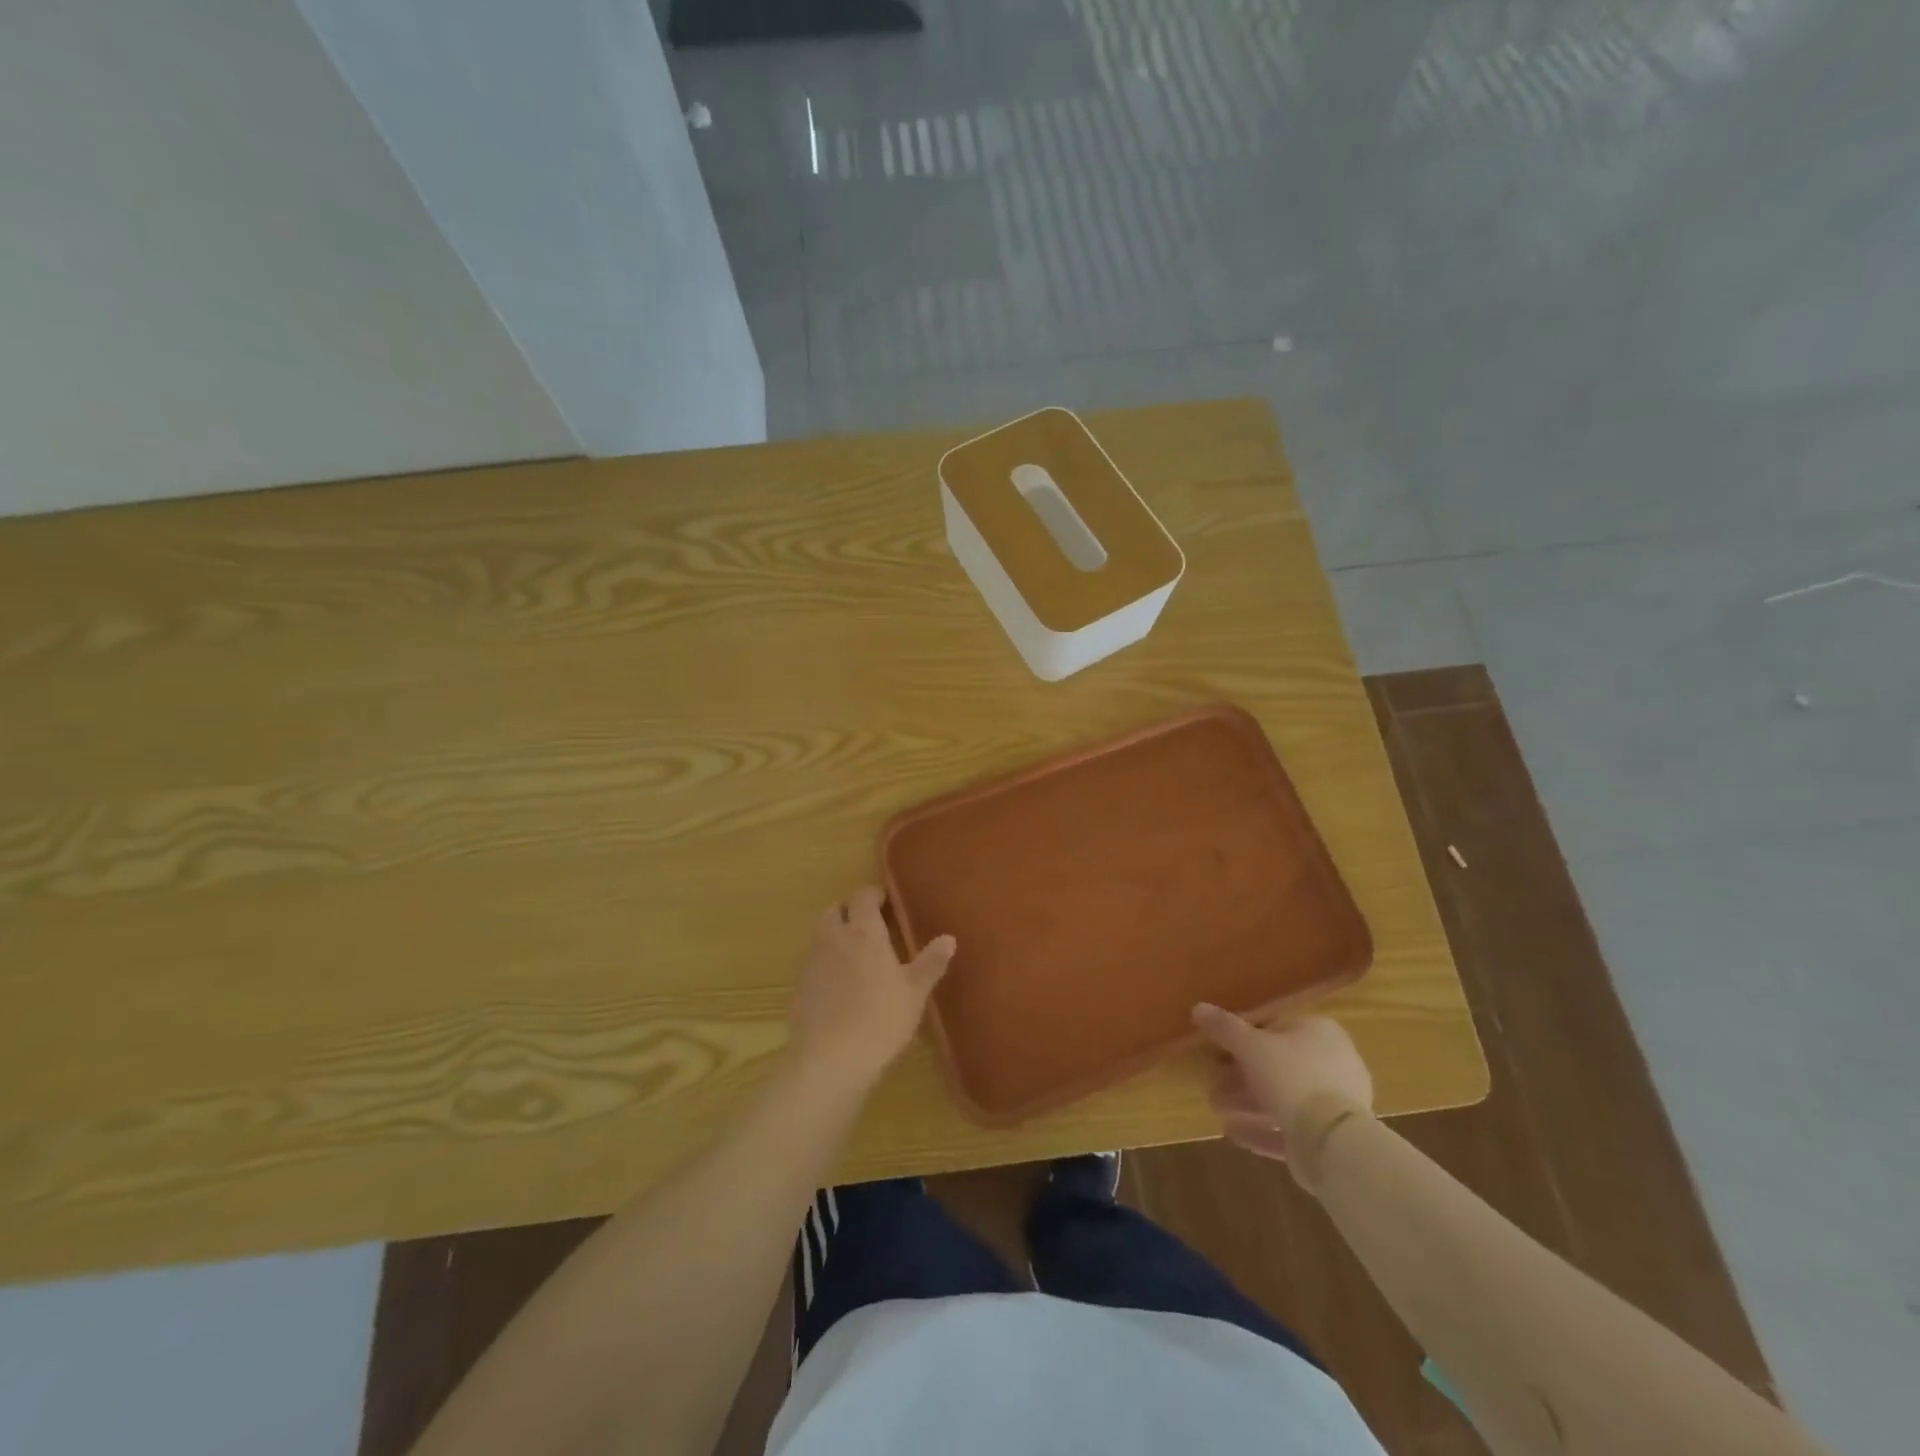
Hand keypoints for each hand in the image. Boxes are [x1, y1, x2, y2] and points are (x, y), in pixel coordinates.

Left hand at [787, 886, 955, 1091]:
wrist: (829, 1061)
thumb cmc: (880, 1020)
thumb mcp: (915, 992)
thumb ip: (931, 962)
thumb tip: (949, 938)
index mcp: (863, 932)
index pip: (862, 896)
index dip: (873, 895)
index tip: (886, 903)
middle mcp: (833, 939)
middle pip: (834, 910)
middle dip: (849, 911)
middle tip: (869, 925)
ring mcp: (812, 963)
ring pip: (820, 935)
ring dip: (834, 935)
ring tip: (855, 955)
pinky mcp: (798, 988)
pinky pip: (812, 963)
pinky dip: (825, 963)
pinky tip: (839, 987)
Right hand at [1191, 1007, 1372, 1182]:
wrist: (1334, 1143)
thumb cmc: (1293, 1078)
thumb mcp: (1251, 1045)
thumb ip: (1224, 1027)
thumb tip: (1198, 1008)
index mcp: (1319, 1032)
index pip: (1275, 1028)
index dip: (1242, 1038)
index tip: (1217, 1050)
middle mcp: (1333, 1063)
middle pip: (1276, 1065)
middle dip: (1239, 1076)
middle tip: (1211, 1083)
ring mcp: (1334, 1104)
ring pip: (1282, 1097)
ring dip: (1246, 1102)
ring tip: (1216, 1108)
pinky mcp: (1330, 1138)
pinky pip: (1289, 1128)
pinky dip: (1261, 1129)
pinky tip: (1232, 1133)